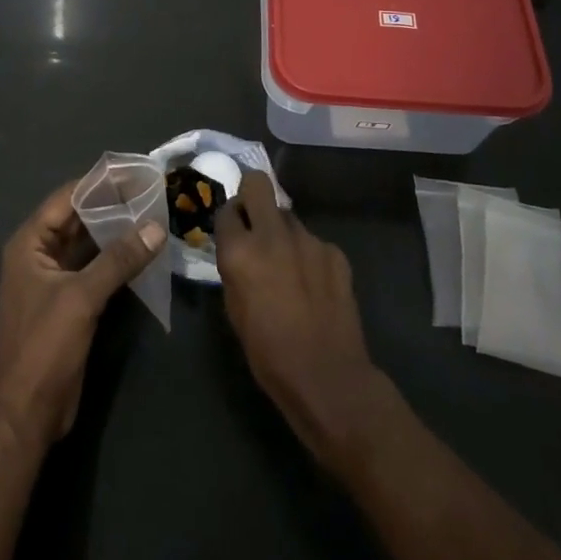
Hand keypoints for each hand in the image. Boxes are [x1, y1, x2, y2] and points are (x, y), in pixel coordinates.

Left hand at [0, 178, 165, 453]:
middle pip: (78, 218)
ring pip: (88, 244)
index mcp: (29, 244)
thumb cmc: (43, 348)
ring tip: (155, 213)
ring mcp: (54, 280)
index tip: (136, 169)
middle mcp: (38, 255)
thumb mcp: (81, 299)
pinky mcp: (69, 303)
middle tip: (153, 190)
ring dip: (117, 231)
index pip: (67, 198)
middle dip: (113, 205)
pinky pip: (94, 268)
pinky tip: (144, 251)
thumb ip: (118, 259)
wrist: (25, 416)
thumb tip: (155, 226)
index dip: (100, 182)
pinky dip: (116, 258)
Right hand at [215, 172, 389, 473]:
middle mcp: (272, 234)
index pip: (226, 210)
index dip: (228, 220)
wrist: (326, 376)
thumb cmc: (268, 352)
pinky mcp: (335, 252)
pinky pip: (314, 242)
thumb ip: (234, 268)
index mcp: (240, 251)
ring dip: (283, 232)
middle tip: (255, 221)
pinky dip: (309, 256)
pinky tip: (314, 285)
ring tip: (289, 266)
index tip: (232, 233)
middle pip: (258, 183)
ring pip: (288, 217)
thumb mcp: (234, 309)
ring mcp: (308, 240)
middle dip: (252, 195)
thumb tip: (238, 249)